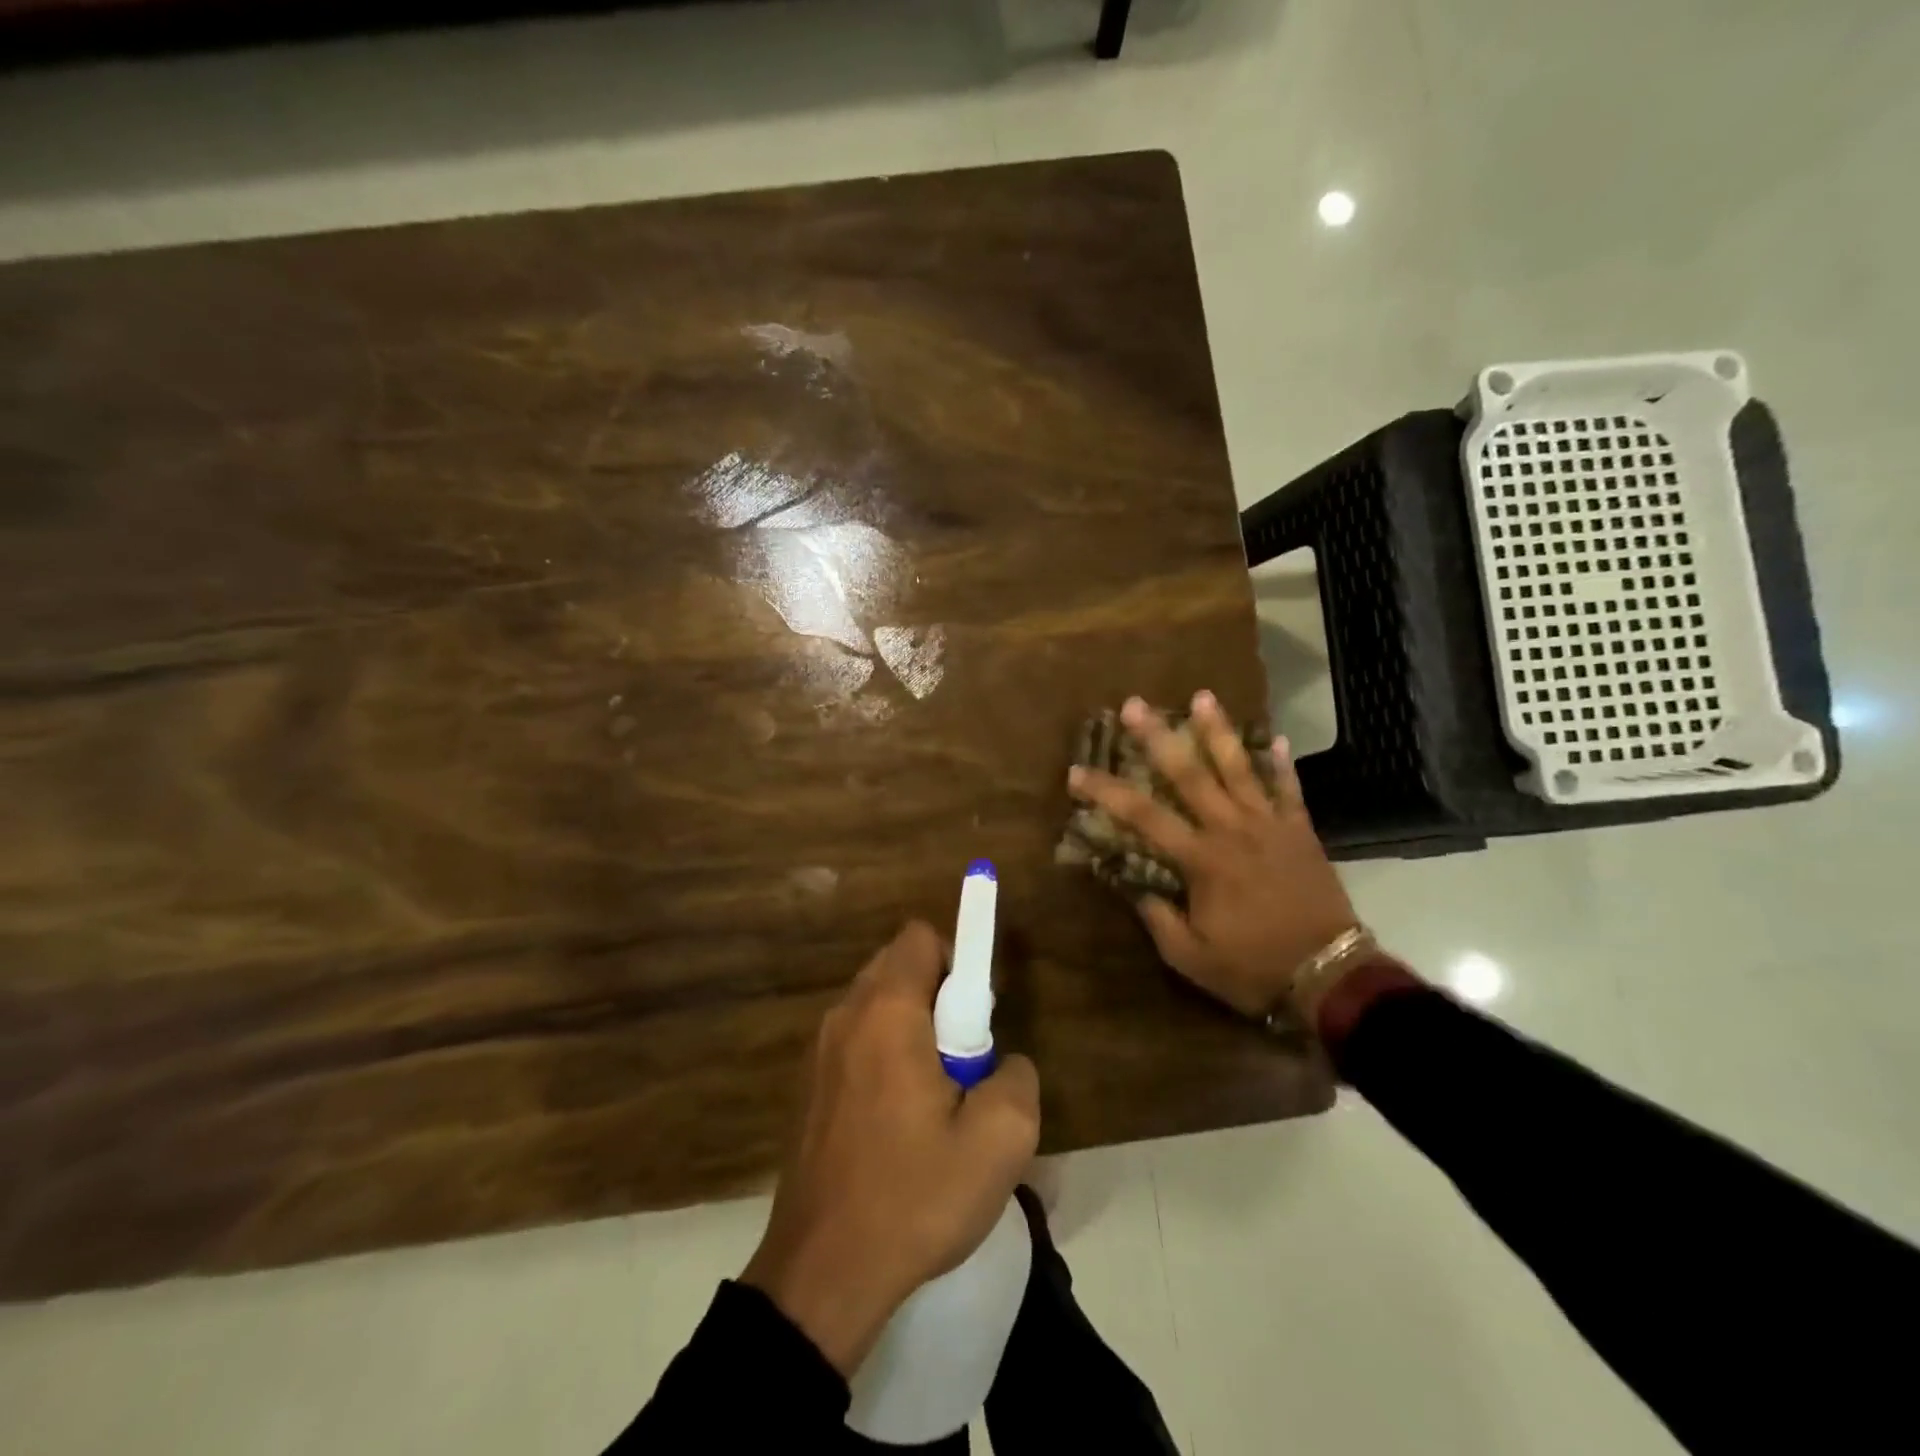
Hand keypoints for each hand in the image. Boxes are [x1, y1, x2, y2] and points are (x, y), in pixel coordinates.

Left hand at [740, 921, 1040, 1375]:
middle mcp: (845, 1016)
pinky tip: (898, 1123)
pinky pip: (856, 1042)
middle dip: (938, 995)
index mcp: (886, 1012)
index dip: (958, 959)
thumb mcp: (999, 1142)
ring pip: (876, 1005)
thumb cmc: (913, 1196)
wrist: (822, 1274)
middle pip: (897, 965)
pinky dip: (884, 1055)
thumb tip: (1002, 1063)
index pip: (921, 938)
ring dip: (911, 1029)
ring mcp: (819, 1052)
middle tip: (962, 1060)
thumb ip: (1017, 1079)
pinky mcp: (808, 1087)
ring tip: (934, 1098)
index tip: (976, 1016)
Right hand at [1067, 692, 1359, 1019]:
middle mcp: (1232, 830)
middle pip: (1189, 774)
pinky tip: (1276, 738)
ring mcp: (1270, 825)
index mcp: (1201, 859)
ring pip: (1239, 768)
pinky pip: (1289, 790)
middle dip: (1158, 737)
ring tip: (1202, 697)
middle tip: (1135, 704)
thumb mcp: (1190, 956)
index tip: (1077, 773)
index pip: (1143, 816)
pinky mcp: (1300, 831)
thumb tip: (1131, 884)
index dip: (1106, 792)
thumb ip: (1157, 916)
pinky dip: (1281, 764)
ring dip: (1217, 731)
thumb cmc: (1253, 968)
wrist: (1330, 975)